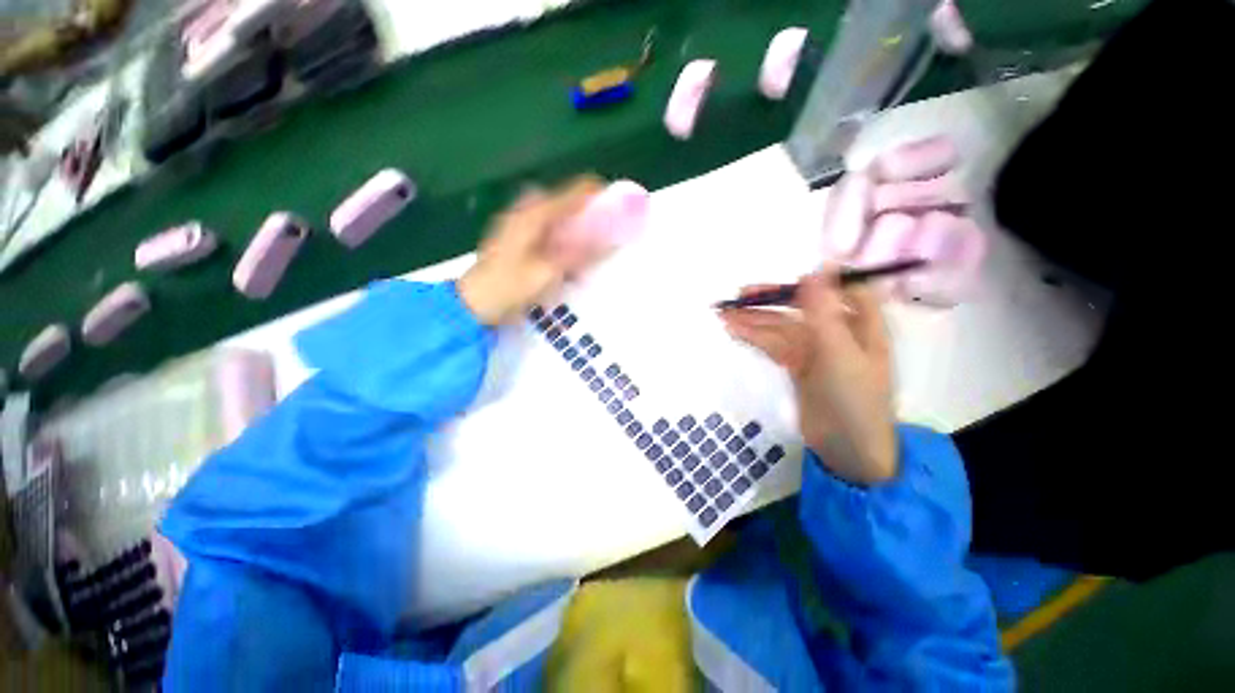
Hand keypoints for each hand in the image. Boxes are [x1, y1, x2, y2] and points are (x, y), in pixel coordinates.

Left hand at [458, 176, 603, 325]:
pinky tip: (568, 259)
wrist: (474, 303)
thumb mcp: (549, 271)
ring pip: (558, 216)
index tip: (621, 212)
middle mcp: (527, 211)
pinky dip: (563, 239)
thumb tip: (612, 237)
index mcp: (535, 214)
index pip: (577, 191)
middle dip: (589, 214)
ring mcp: (520, 224)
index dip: (601, 197)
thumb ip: (580, 253)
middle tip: (605, 234)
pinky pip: (548, 229)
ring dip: (576, 227)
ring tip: (591, 248)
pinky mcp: (518, 239)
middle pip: (567, 201)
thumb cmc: (510, 287)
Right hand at [720, 272, 897, 484]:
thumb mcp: (839, 353)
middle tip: (740, 295)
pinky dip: (755, 337)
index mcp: (861, 323)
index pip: (844, 288)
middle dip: (772, 300)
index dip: (820, 280)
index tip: (791, 278)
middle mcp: (838, 331)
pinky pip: (774, 345)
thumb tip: (818, 267)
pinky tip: (735, 331)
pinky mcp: (797, 365)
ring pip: (782, 326)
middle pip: (803, 306)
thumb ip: (824, 312)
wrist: (847, 449)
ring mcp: (815, 349)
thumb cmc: (854, 399)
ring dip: (755, 320)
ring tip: (725, 314)